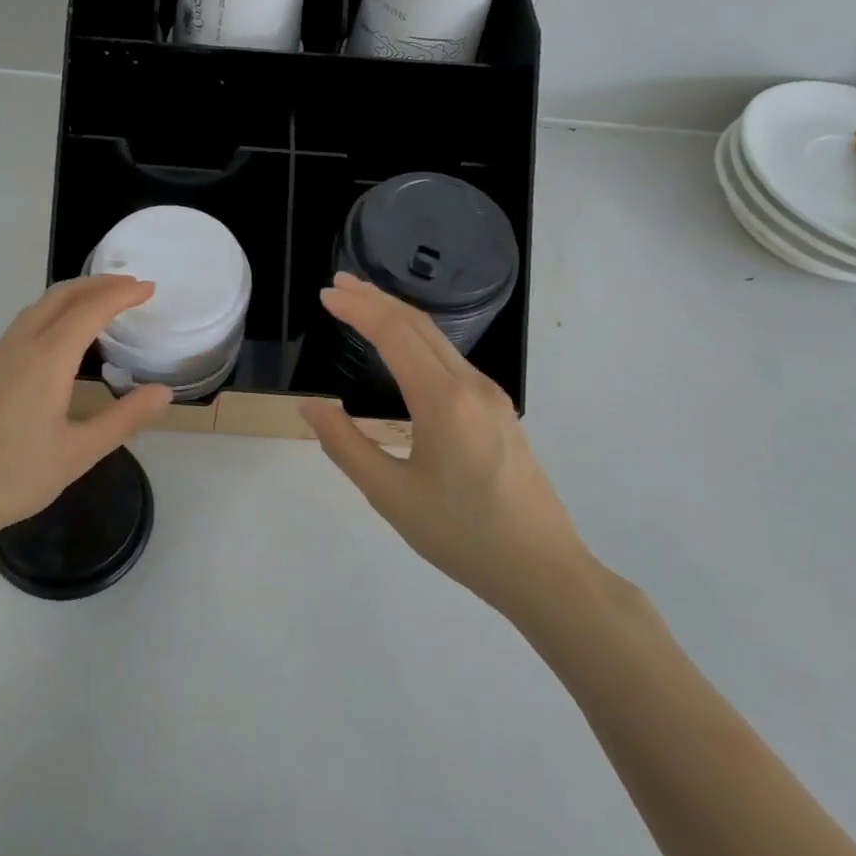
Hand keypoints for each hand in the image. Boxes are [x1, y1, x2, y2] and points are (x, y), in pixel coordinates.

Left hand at [0, 275, 172, 555]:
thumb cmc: (14, 477)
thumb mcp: (79, 453)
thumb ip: (124, 418)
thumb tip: (163, 392)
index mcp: (47, 359)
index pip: (91, 310)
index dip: (122, 294)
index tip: (150, 288)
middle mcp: (20, 346)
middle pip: (61, 296)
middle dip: (98, 284)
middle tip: (131, 286)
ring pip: (38, 307)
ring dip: (73, 296)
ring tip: (101, 304)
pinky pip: (24, 324)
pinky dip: (53, 313)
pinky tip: (61, 338)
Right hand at [298, 274, 592, 623]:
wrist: (543, 570)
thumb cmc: (461, 535)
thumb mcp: (390, 494)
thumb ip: (345, 445)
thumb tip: (311, 407)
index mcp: (443, 400)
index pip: (394, 334)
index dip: (357, 309)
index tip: (326, 294)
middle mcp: (471, 385)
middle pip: (419, 325)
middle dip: (376, 299)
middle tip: (339, 285)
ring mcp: (491, 397)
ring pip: (439, 341)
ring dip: (398, 317)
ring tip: (363, 306)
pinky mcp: (499, 412)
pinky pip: (451, 361)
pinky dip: (418, 341)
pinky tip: (403, 351)